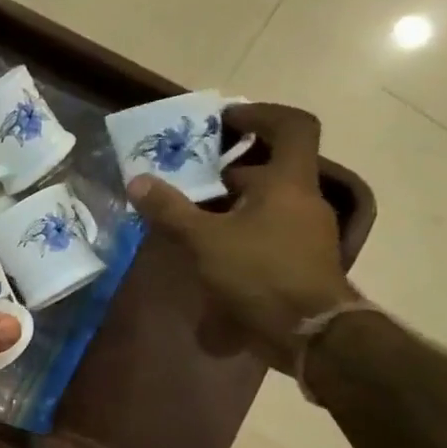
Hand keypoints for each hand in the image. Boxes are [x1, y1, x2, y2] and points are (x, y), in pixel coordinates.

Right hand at [129, 104, 355, 371]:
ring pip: (266, 200)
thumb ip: (170, 210)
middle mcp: (302, 199)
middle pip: (271, 166)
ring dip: (231, 199)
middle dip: (229, 165)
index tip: (223, 122)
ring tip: (190, 212)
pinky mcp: (297, 258)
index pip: (291, 126)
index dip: (258, 115)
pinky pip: (266, 228)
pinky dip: (238, 227)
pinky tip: (209, 248)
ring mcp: (304, 231)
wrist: (308, 331)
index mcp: (289, 181)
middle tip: (189, 172)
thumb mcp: (205, 240)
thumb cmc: (260, 273)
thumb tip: (138, 181)